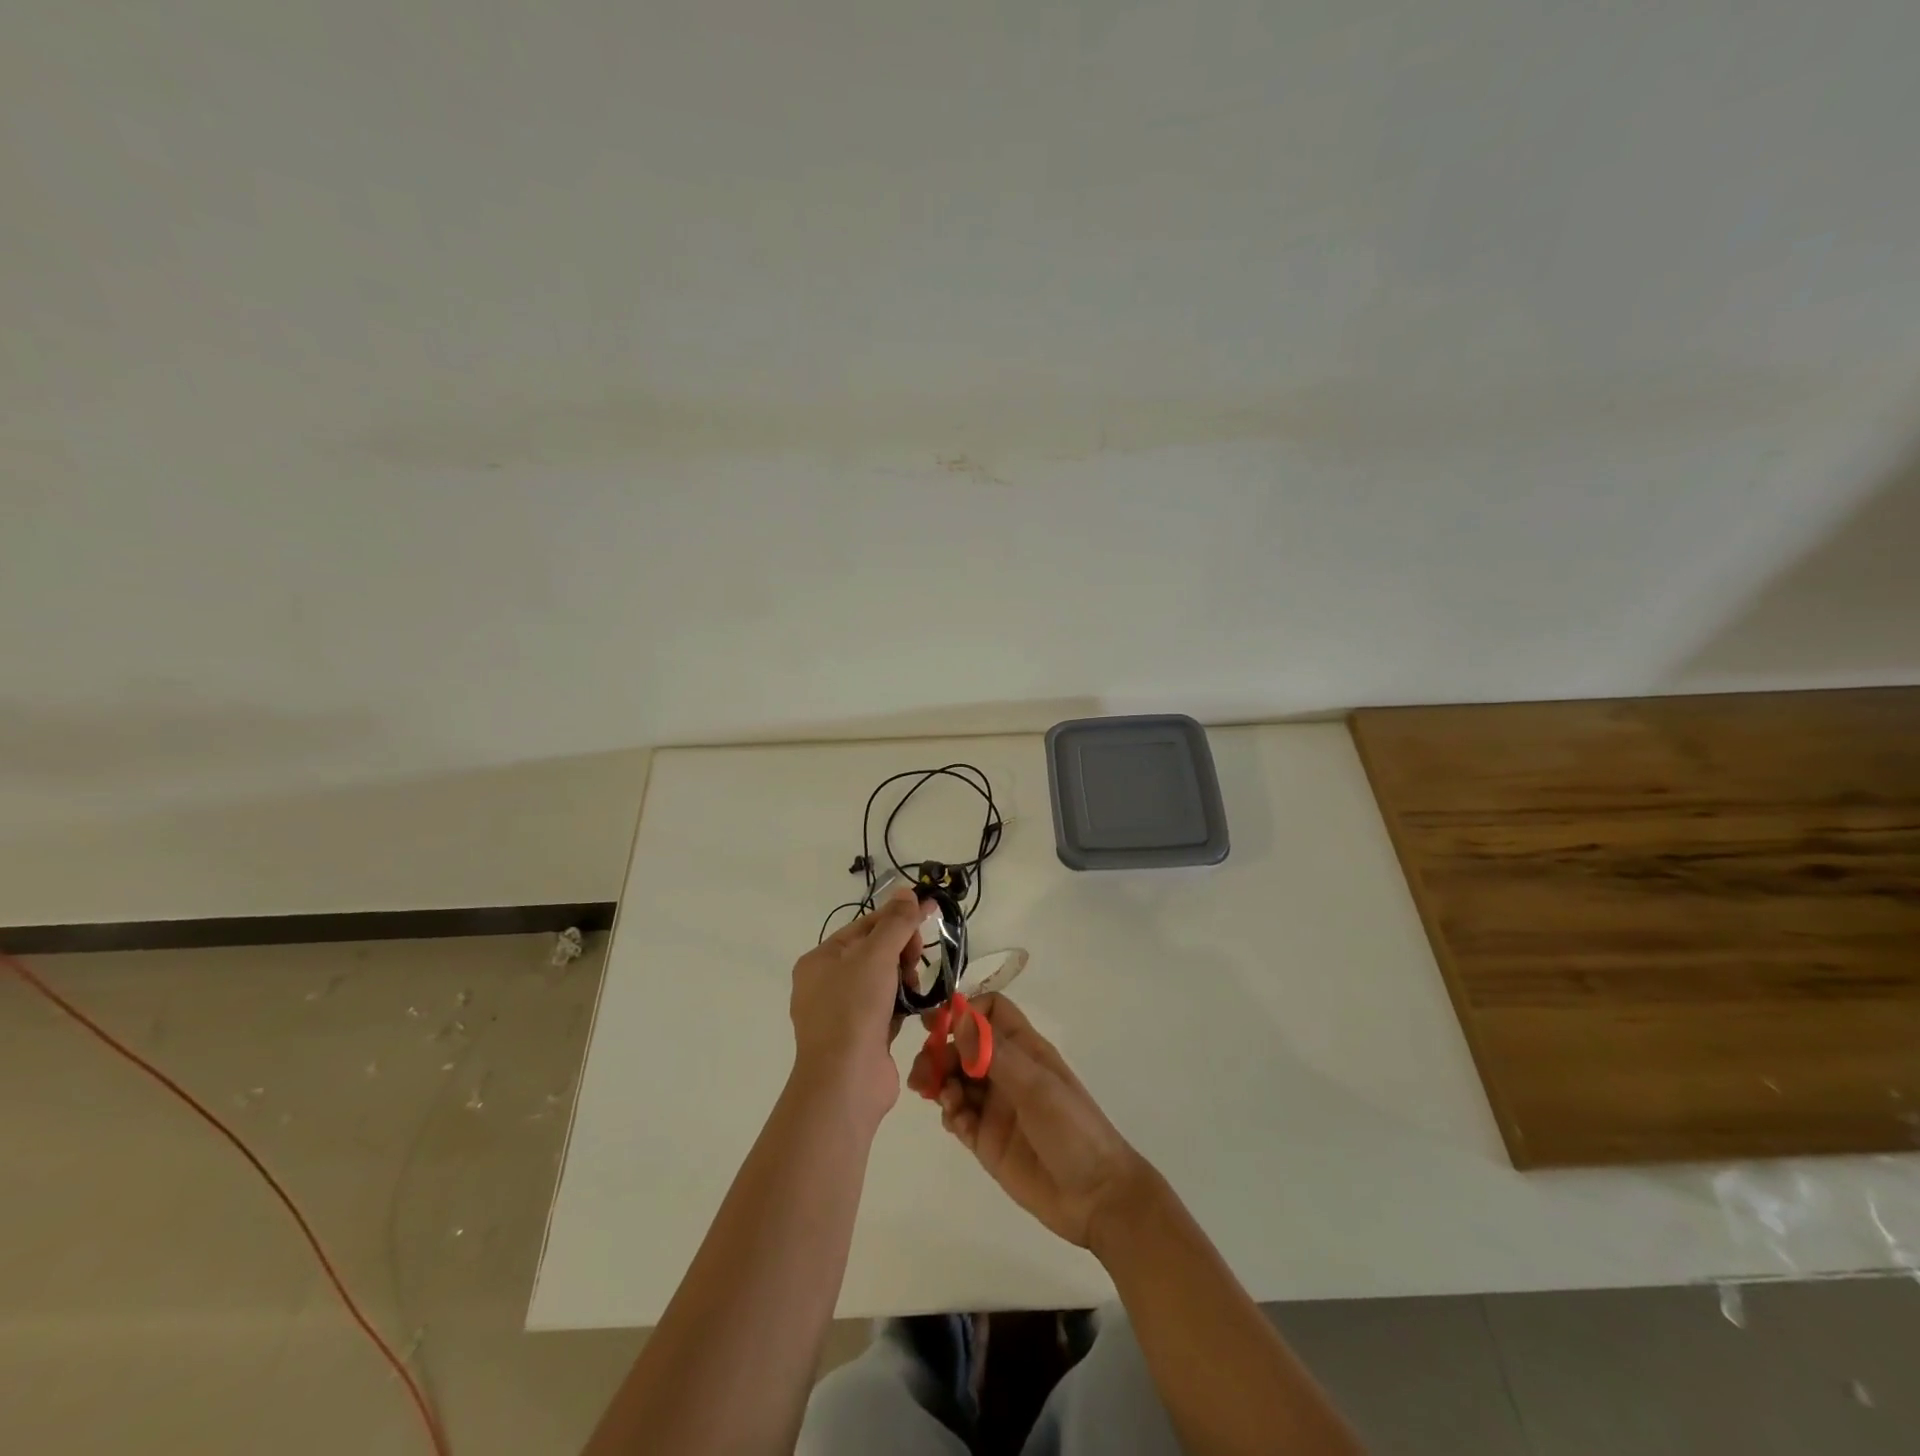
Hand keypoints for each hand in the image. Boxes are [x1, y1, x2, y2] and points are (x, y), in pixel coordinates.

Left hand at [789, 888, 923, 1126]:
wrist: (846, 1082)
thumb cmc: (854, 1009)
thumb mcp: (876, 955)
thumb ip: (895, 922)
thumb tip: (907, 891)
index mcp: (820, 960)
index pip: (865, 926)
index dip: (898, 917)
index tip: (929, 910)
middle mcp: (826, 985)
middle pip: (875, 952)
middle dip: (901, 952)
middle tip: (915, 960)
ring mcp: (842, 1014)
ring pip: (883, 981)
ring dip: (904, 980)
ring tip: (914, 990)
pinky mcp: (860, 1038)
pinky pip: (886, 1009)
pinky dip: (901, 1006)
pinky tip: (914, 1009)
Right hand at [908, 992, 1152, 1249]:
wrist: (1094, 1197)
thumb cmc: (1072, 1128)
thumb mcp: (1036, 1086)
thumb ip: (995, 1053)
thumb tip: (958, 1017)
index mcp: (1023, 1048)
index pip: (989, 1012)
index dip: (965, 1012)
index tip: (939, 1025)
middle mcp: (1005, 1071)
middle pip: (963, 1045)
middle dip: (940, 1050)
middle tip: (925, 1069)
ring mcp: (993, 1105)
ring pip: (954, 1079)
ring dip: (939, 1080)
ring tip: (935, 1093)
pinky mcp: (984, 1138)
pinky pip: (956, 1115)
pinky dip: (949, 1112)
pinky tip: (956, 1121)